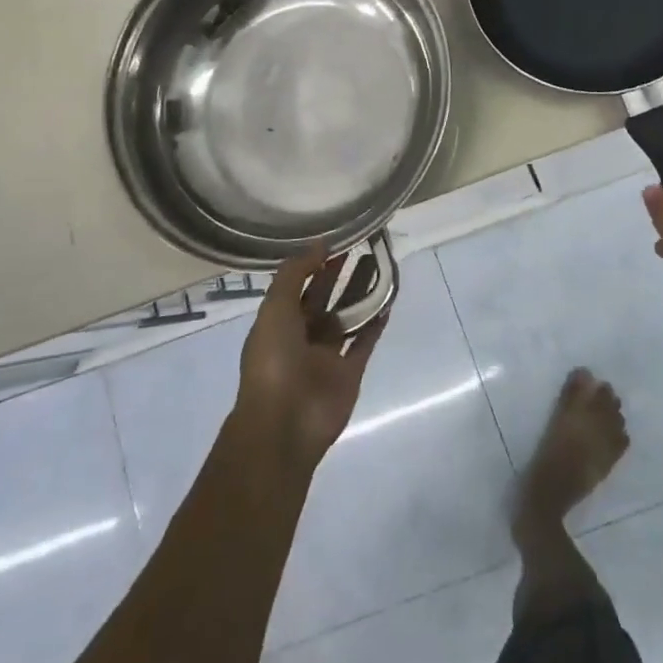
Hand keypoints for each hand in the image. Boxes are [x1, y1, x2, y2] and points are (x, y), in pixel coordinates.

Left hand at [235, 246, 389, 469]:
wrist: (284, 423)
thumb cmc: (273, 361)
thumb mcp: (275, 308)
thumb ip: (295, 273)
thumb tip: (320, 244)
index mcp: (278, 322)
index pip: (298, 285)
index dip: (315, 262)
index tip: (337, 239)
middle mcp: (302, 336)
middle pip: (324, 297)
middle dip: (340, 273)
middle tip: (363, 245)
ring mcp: (327, 356)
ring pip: (347, 316)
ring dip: (362, 292)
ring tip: (381, 263)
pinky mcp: (350, 373)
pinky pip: (365, 342)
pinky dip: (376, 322)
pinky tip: (389, 299)